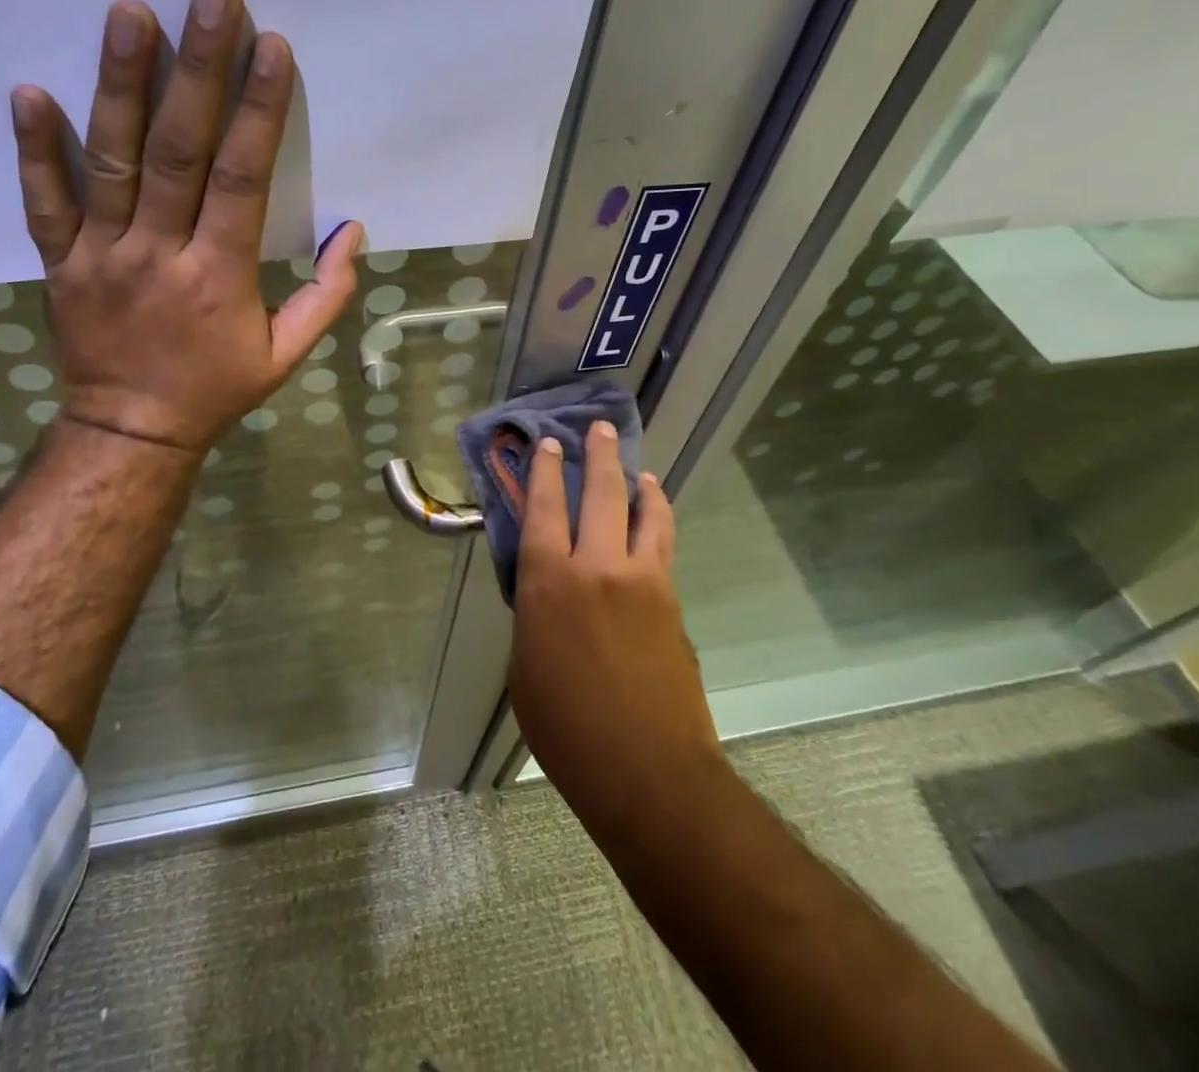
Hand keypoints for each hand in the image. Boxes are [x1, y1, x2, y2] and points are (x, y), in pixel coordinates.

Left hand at [8, 0, 363, 453]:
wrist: (131, 431)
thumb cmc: (215, 389)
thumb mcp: (285, 356)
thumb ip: (325, 297)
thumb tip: (353, 233)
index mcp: (218, 275)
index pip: (240, 179)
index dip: (258, 112)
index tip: (270, 47)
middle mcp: (158, 253)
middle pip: (177, 151)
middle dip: (197, 70)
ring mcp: (101, 254)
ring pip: (110, 161)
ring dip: (119, 85)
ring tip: (129, 14)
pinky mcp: (60, 263)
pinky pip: (42, 203)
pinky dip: (33, 150)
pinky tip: (28, 90)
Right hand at [508, 423, 722, 840]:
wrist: (647, 770)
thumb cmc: (567, 727)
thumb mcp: (525, 667)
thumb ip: (535, 616)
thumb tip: (547, 593)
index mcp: (549, 583)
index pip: (544, 507)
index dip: (546, 471)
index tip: (550, 444)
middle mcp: (597, 567)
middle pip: (600, 492)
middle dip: (598, 454)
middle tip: (600, 429)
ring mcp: (642, 580)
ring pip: (644, 511)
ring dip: (638, 481)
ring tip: (637, 468)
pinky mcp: (672, 600)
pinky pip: (663, 544)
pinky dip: (658, 519)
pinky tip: (655, 517)